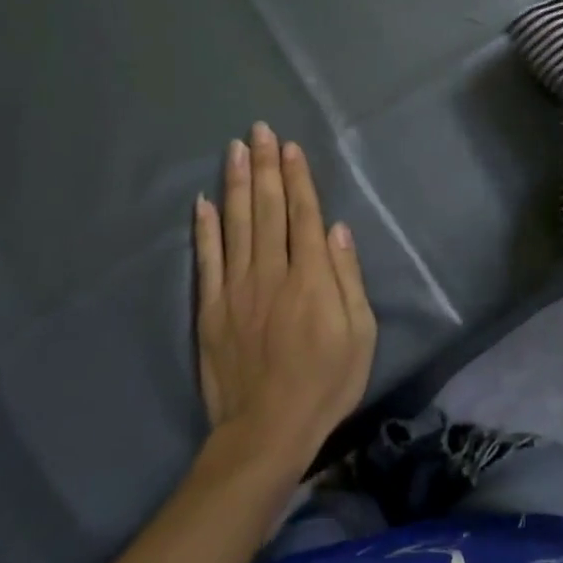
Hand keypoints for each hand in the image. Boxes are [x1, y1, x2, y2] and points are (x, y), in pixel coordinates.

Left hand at [193, 122, 375, 472]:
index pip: (303, 215)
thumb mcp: (360, 334)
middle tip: (260, 130)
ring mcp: (236, 289)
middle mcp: (271, 272)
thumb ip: (348, 278)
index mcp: (310, 278)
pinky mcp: (210, 309)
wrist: (266, 432)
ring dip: (235, 183)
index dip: (297, 178)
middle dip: (265, 166)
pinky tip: (202, 201)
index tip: (291, 147)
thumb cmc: (325, 382)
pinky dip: (204, 228)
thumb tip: (337, 229)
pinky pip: (206, 259)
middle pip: (267, 209)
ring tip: (234, 149)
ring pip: (235, 224)